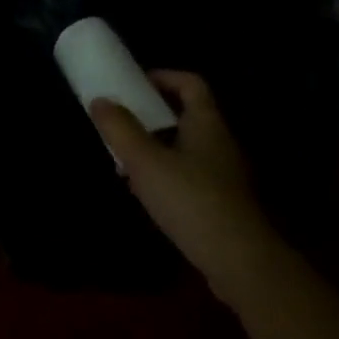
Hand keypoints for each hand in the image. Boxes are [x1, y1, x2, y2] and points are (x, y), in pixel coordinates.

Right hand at [90, 72, 281, 302]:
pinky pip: (191, 175)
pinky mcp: (223, 202)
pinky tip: (148, 194)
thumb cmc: (191, 200)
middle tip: (123, 123)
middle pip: (187, 115)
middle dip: (153, 115)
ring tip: (127, 160)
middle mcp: (220, 141)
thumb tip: (100, 99)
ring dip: (157, 147)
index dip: (163, 77)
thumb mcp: (146, 162)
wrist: (238, 261)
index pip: (190, 83)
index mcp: (206, 122)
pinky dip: (168, 174)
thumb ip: (121, 130)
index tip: (134, 85)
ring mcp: (224, 173)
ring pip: (186, 147)